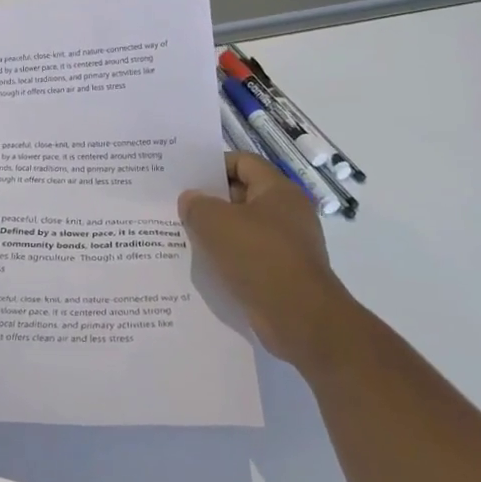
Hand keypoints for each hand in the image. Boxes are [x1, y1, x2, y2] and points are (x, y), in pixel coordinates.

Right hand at [179, 152, 354, 370]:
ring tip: (185, 235)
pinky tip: (205, 265)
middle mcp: (288, 213)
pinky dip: (229, 257)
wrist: (301, 319)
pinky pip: (250, 256)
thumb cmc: (259, 257)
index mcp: (279, 191)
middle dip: (211, 200)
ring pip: (244, 228)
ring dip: (217, 231)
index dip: (213, 165)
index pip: (243, 162)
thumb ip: (196, 205)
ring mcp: (288, 245)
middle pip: (243, 194)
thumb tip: (190, 200)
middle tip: (179, 206)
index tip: (186, 177)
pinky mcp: (284, 273)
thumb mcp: (215, 222)